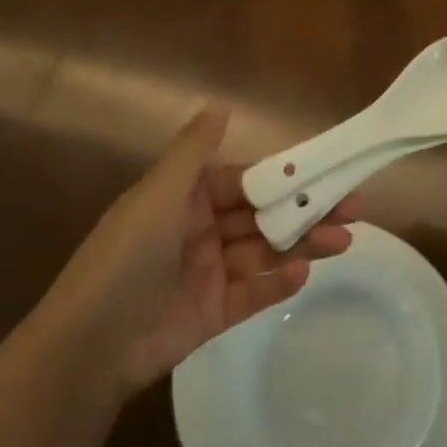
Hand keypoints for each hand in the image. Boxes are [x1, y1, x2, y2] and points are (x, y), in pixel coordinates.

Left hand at [43, 107, 354, 394]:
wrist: (92, 342)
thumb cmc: (128, 255)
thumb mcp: (160, 194)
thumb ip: (193, 150)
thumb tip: (221, 104)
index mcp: (186, 198)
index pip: (245, 181)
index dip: (284, 178)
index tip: (326, 173)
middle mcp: (200, 230)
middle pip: (262, 216)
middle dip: (304, 212)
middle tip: (354, 209)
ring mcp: (208, 273)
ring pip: (264, 253)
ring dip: (302, 245)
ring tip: (343, 241)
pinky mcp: (213, 314)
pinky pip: (253, 293)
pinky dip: (278, 282)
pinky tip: (305, 273)